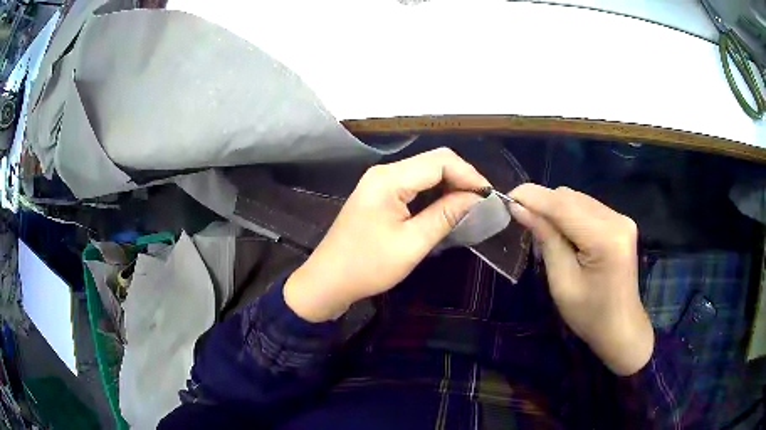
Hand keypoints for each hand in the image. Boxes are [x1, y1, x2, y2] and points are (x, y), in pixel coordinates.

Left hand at [284, 148, 489, 322]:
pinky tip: (446, 207)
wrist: (328, 280)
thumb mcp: (412, 243)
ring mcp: (379, 181)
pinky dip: (434, 193)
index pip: (440, 161)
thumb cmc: (368, 266)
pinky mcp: (378, 194)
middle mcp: (384, 172)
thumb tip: (476, 198)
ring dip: (449, 185)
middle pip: (433, 161)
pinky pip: (413, 184)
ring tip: (470, 205)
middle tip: (482, 202)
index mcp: (389, 178)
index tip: (489, 196)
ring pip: (424, 172)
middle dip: (461, 178)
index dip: (469, 174)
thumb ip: (446, 215)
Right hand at [509, 184, 653, 375]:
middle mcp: (616, 219)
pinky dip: (569, 214)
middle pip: (570, 197)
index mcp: (605, 238)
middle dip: (542, 203)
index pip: (563, 205)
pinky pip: (587, 207)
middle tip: (519, 217)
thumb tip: (520, 208)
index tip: (504, 198)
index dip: (532, 197)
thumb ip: (546, 239)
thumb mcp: (562, 282)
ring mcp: (621, 218)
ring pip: (577, 199)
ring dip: (555, 208)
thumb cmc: (589, 315)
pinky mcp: (620, 222)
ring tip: (539, 227)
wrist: (621, 328)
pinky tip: (562, 231)